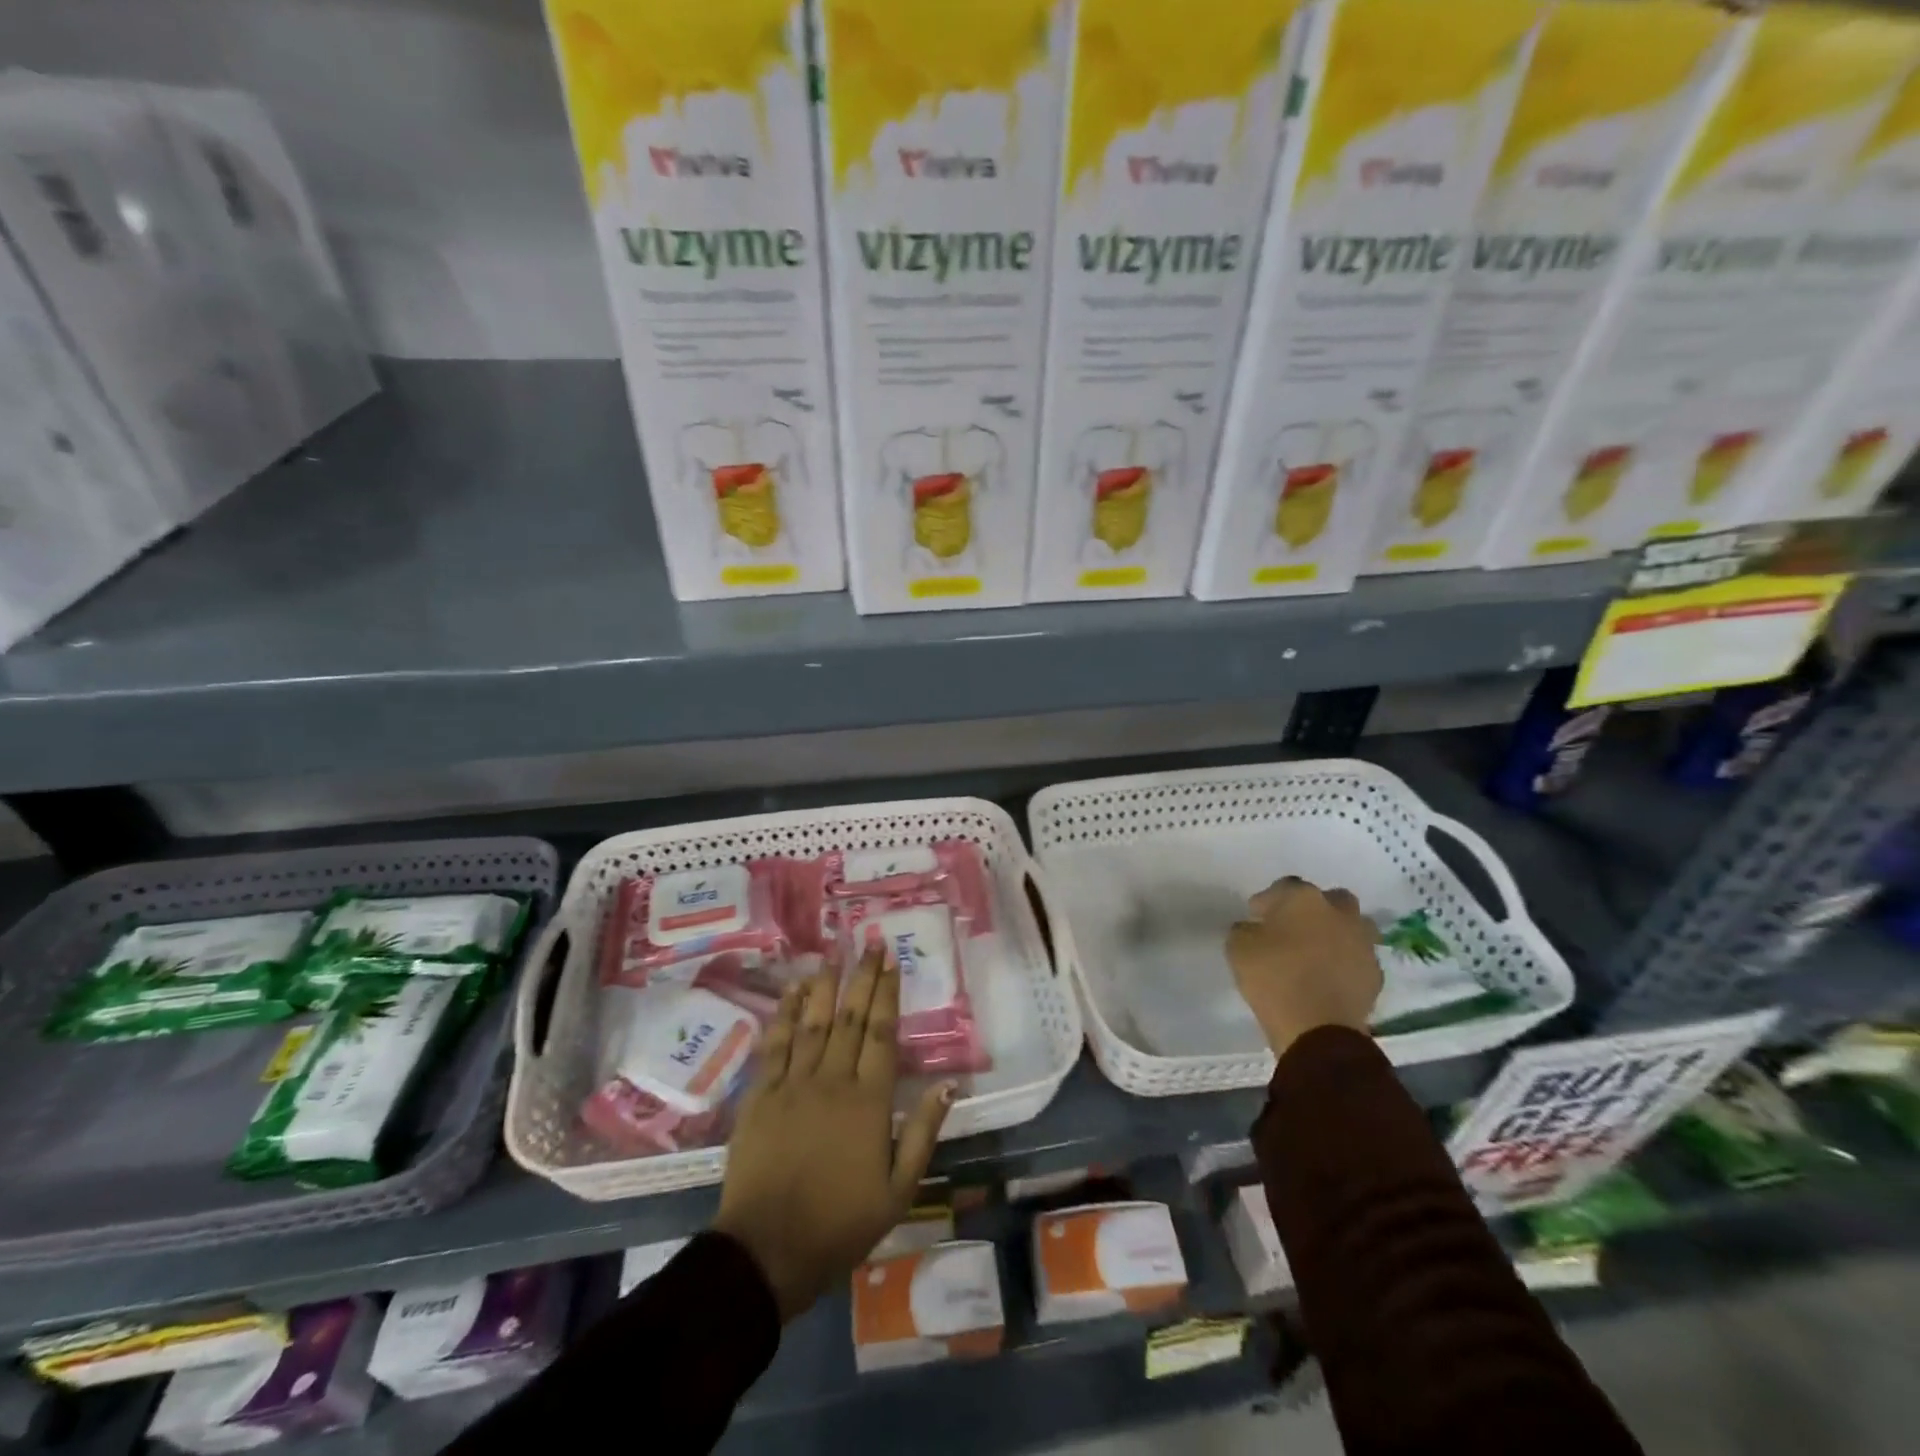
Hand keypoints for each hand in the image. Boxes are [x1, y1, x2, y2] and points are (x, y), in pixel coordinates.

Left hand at [713, 947, 953, 1320]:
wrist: (768, 1250)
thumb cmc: (840, 1223)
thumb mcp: (899, 1189)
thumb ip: (923, 1132)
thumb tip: (949, 1084)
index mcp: (868, 1101)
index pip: (881, 1033)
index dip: (887, 993)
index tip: (892, 961)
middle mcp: (832, 1081)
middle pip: (849, 1017)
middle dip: (862, 977)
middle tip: (871, 944)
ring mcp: (792, 1084)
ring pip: (812, 1022)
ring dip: (824, 985)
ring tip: (834, 954)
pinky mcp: (760, 1095)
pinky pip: (775, 1044)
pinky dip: (785, 1014)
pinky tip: (792, 991)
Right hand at [1226, 876, 1382, 1057]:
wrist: (1318, 1029)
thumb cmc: (1273, 978)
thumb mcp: (1238, 947)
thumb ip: (1246, 929)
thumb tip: (1254, 928)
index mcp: (1303, 898)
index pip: (1284, 886)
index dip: (1268, 901)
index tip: (1256, 917)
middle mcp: (1339, 913)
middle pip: (1329, 899)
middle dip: (1313, 909)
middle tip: (1293, 929)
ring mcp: (1363, 943)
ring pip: (1351, 927)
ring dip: (1336, 933)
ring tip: (1316, 953)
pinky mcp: (1375, 974)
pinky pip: (1358, 959)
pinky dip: (1346, 963)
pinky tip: (1329, 978)